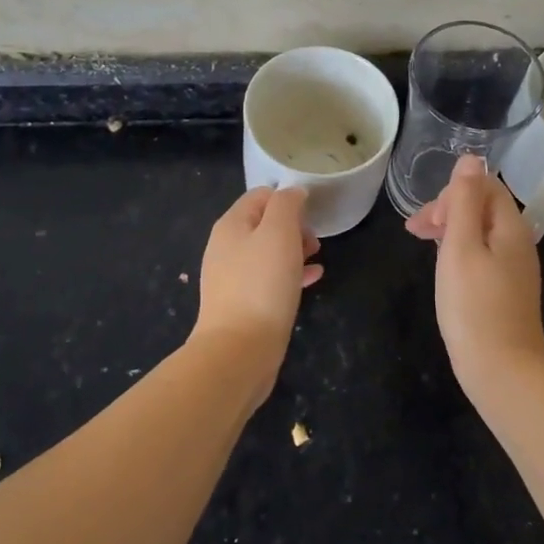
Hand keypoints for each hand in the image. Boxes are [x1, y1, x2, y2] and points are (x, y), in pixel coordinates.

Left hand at [193, 186, 321, 406]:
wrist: (239, 350)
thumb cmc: (262, 284)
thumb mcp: (279, 232)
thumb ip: (287, 204)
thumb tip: (294, 192)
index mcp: (231, 225)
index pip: (261, 195)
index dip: (288, 198)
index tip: (312, 214)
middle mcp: (226, 247)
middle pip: (264, 223)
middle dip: (293, 226)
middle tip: (314, 240)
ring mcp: (232, 277)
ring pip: (268, 252)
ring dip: (294, 249)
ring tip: (317, 257)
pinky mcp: (243, 303)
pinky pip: (270, 278)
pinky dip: (291, 274)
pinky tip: (313, 279)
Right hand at [405, 155, 543, 394]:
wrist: (502, 372)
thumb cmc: (474, 306)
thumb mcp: (461, 246)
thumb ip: (463, 201)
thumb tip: (471, 158)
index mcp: (511, 227)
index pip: (485, 186)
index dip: (452, 193)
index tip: (426, 219)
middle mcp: (519, 243)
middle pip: (483, 207)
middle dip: (447, 210)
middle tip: (415, 232)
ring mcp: (515, 269)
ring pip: (481, 232)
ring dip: (450, 230)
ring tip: (422, 245)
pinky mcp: (506, 291)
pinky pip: (483, 255)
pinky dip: (459, 252)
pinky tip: (444, 268)